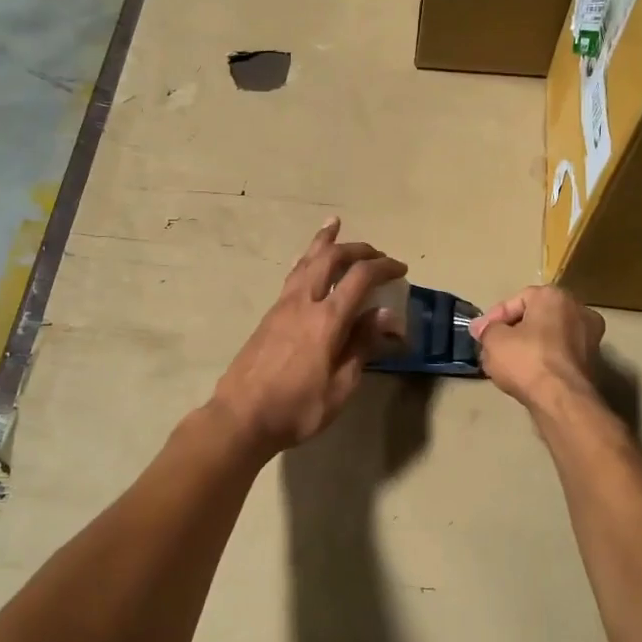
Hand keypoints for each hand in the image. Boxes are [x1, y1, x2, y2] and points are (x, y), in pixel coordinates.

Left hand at [209, 219, 406, 456]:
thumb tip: (384, 314)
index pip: (360, 278)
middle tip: (377, 253)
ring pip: (306, 261)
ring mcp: (282, 306)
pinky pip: (292, 275)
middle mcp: (304, 302)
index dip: (384, 267)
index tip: (401, 269)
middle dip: (357, 249)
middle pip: (331, 258)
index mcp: (327, 320)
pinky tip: (306, 259)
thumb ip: (362, 346)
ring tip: (334, 224)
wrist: (240, 417)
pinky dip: (306, 260)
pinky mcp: (269, 315)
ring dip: (325, 242)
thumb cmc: (297, 409)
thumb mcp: (341, 387)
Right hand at [469, 285, 604, 410]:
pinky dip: (543, 361)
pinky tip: (526, 375)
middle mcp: (578, 310)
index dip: (494, 318)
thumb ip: (487, 329)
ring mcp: (590, 337)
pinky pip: (559, 354)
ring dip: (527, 347)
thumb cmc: (527, 360)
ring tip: (506, 363)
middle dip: (512, 331)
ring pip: (549, 337)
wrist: (562, 400)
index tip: (480, 334)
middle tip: (492, 347)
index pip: (517, 300)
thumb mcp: (493, 340)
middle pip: (535, 317)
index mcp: (555, 296)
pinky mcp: (593, 363)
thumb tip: (483, 328)